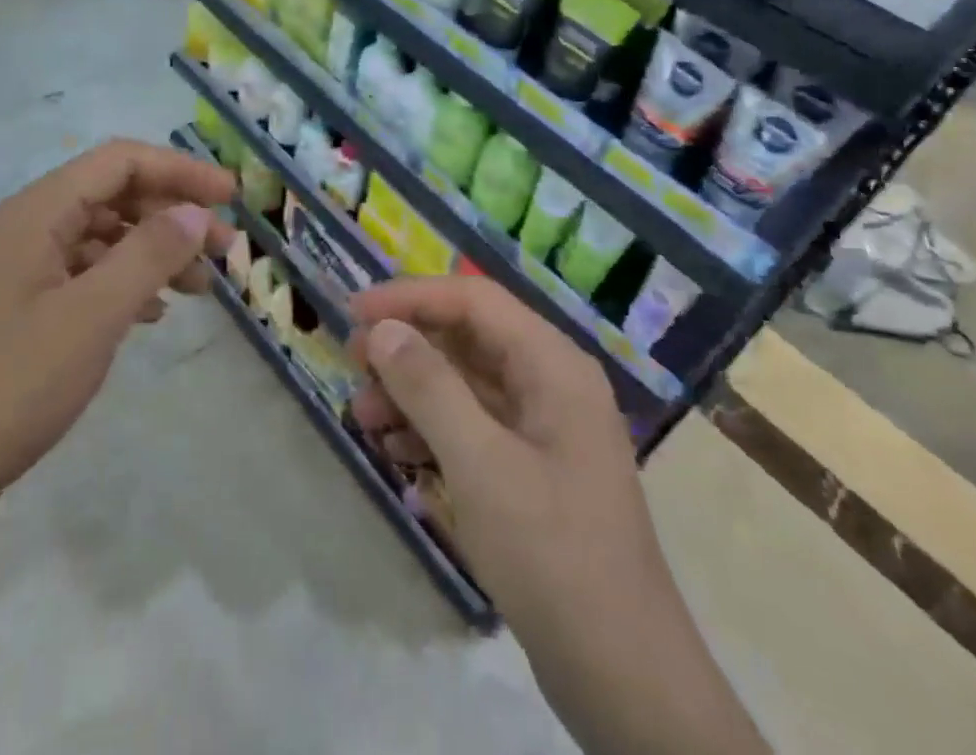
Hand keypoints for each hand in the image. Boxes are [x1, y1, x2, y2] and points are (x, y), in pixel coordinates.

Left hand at [0, 139, 234, 543]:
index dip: (180, 171)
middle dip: (173, 213)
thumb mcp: (93, 315)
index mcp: (38, 212)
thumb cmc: (11, 384)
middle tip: (224, 250)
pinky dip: (126, 283)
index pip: (121, 162)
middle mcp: (28, 228)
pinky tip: (152, 313)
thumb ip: (149, 254)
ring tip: (198, 287)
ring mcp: (21, 271)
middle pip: (114, 195)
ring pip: (103, 237)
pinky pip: (86, 275)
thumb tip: (196, 212)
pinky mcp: (20, 311)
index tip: (231, 198)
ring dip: (154, 251)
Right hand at [347, 275, 652, 634]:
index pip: (473, 299)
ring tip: (362, 414)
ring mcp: (544, 427)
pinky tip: (395, 447)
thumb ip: (429, 387)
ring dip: (412, 389)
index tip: (354, 312)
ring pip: (466, 382)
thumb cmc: (552, 553)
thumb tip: (382, 330)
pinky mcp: (532, 467)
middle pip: (468, 336)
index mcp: (553, 364)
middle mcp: (551, 381)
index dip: (411, 296)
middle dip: (408, 344)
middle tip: (352, 362)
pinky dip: (431, 427)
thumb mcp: (480, 463)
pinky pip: (473, 424)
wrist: (623, 678)